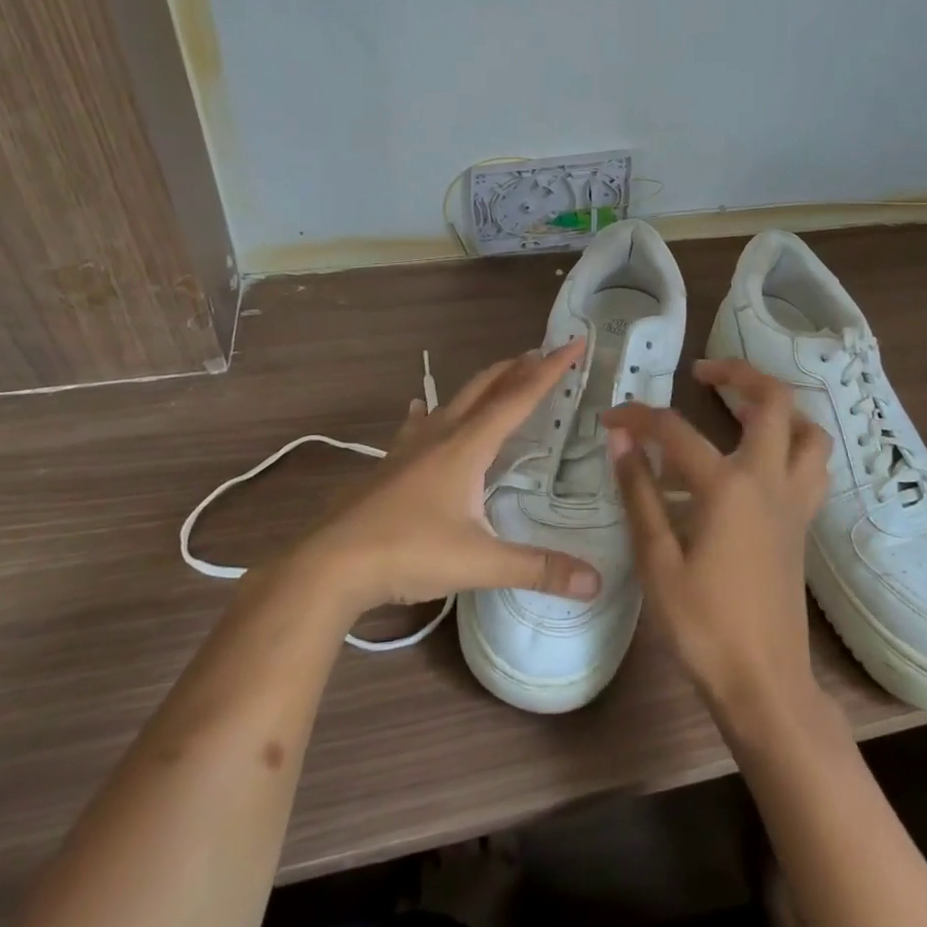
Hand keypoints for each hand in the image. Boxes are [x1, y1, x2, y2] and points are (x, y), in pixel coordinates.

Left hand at [293, 341, 601, 619]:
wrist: (330, 564)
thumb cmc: (408, 552)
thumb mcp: (478, 562)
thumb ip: (537, 568)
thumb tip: (597, 582)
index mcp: (468, 446)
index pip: (519, 397)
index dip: (551, 370)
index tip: (575, 344)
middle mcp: (442, 434)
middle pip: (487, 387)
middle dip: (519, 367)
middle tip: (546, 354)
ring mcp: (411, 446)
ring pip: (455, 399)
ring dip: (485, 384)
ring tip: (503, 377)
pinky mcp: (390, 463)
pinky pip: (420, 424)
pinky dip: (434, 411)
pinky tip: (423, 411)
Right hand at [605, 358, 831, 717]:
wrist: (764, 683)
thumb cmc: (704, 626)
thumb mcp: (657, 561)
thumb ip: (639, 493)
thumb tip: (621, 439)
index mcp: (728, 487)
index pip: (676, 431)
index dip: (639, 417)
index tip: (611, 418)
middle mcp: (769, 480)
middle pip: (773, 401)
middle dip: (739, 373)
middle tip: (703, 373)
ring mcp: (794, 501)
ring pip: (807, 430)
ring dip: (777, 406)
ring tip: (740, 407)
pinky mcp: (802, 523)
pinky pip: (811, 464)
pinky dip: (791, 441)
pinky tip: (760, 457)